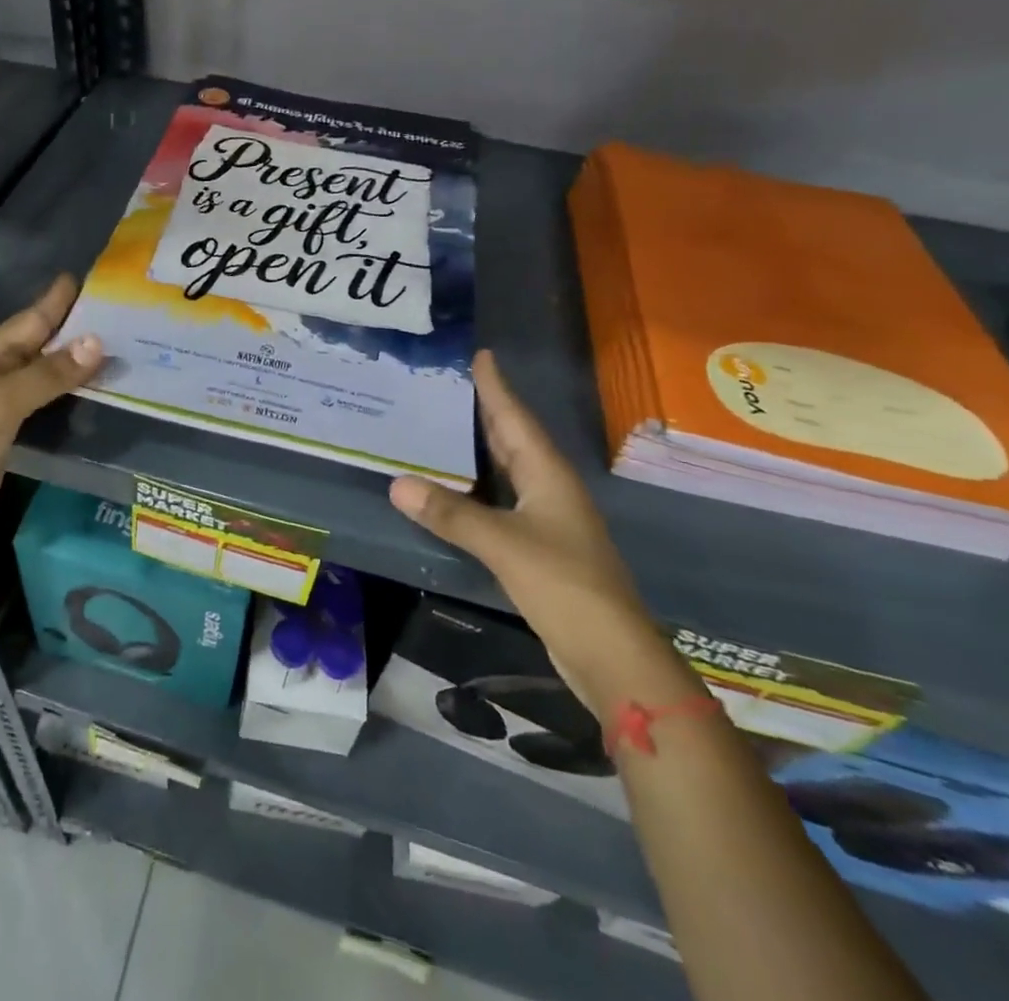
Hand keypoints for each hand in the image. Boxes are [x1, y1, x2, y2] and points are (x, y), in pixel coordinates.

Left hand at [0, 275, 102, 556]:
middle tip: (120, 317)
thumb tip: (97, 342)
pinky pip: (47, 406)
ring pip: (46, 376)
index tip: (90, 279)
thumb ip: (48, 374)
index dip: (58, 300)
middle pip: (41, 345)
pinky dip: (70, 398)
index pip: (31, 320)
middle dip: (75, 330)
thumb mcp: (2, 402)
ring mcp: (2, 407)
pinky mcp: (11, 436)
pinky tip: (96, 396)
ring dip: (77, 365)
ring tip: (118, 353)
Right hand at [388, 350, 686, 710]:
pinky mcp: (538, 547)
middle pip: (513, 439)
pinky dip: (476, 487)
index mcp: (548, 475)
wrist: (611, 654)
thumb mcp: (503, 544)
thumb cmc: (564, 585)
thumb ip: (451, 514)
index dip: (497, 387)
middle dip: (486, 410)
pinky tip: (454, 488)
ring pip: (507, 470)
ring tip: (444, 426)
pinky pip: (500, 500)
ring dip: (479, 448)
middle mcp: (549, 488)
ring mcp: (546, 519)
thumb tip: (397, 483)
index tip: (481, 354)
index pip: (516, 418)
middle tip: (450, 384)